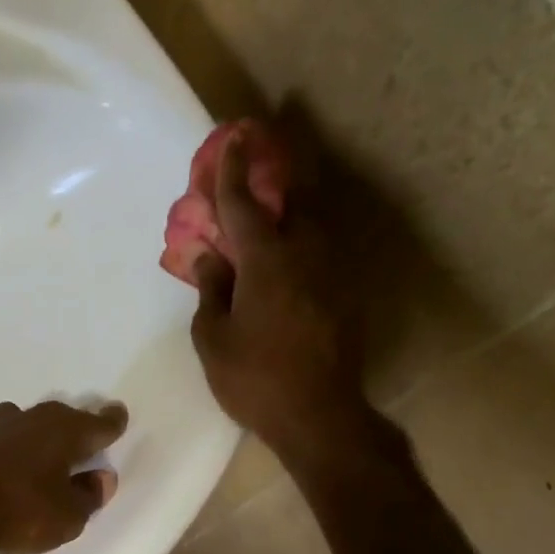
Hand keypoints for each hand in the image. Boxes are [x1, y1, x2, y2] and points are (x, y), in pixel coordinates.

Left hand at [0, 400, 128, 553]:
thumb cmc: (17, 509)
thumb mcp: (66, 517)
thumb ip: (88, 497)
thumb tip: (101, 478)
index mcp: (65, 431)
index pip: (98, 423)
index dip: (111, 422)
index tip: (118, 416)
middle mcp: (32, 417)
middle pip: (62, 419)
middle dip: (73, 429)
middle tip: (82, 442)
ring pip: (26, 425)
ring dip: (36, 438)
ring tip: (41, 457)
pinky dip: (6, 450)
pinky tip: (3, 467)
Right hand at [189, 133, 382, 479]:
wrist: (319, 415)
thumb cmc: (254, 378)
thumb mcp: (214, 338)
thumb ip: (211, 290)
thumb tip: (209, 258)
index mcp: (266, 261)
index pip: (243, 204)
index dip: (232, 171)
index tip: (231, 138)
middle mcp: (305, 254)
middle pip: (296, 194)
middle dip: (282, 162)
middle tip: (269, 142)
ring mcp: (332, 272)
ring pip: (316, 218)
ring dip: (297, 195)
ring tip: (281, 187)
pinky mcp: (345, 292)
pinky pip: (323, 246)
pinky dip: (305, 231)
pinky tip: (294, 240)